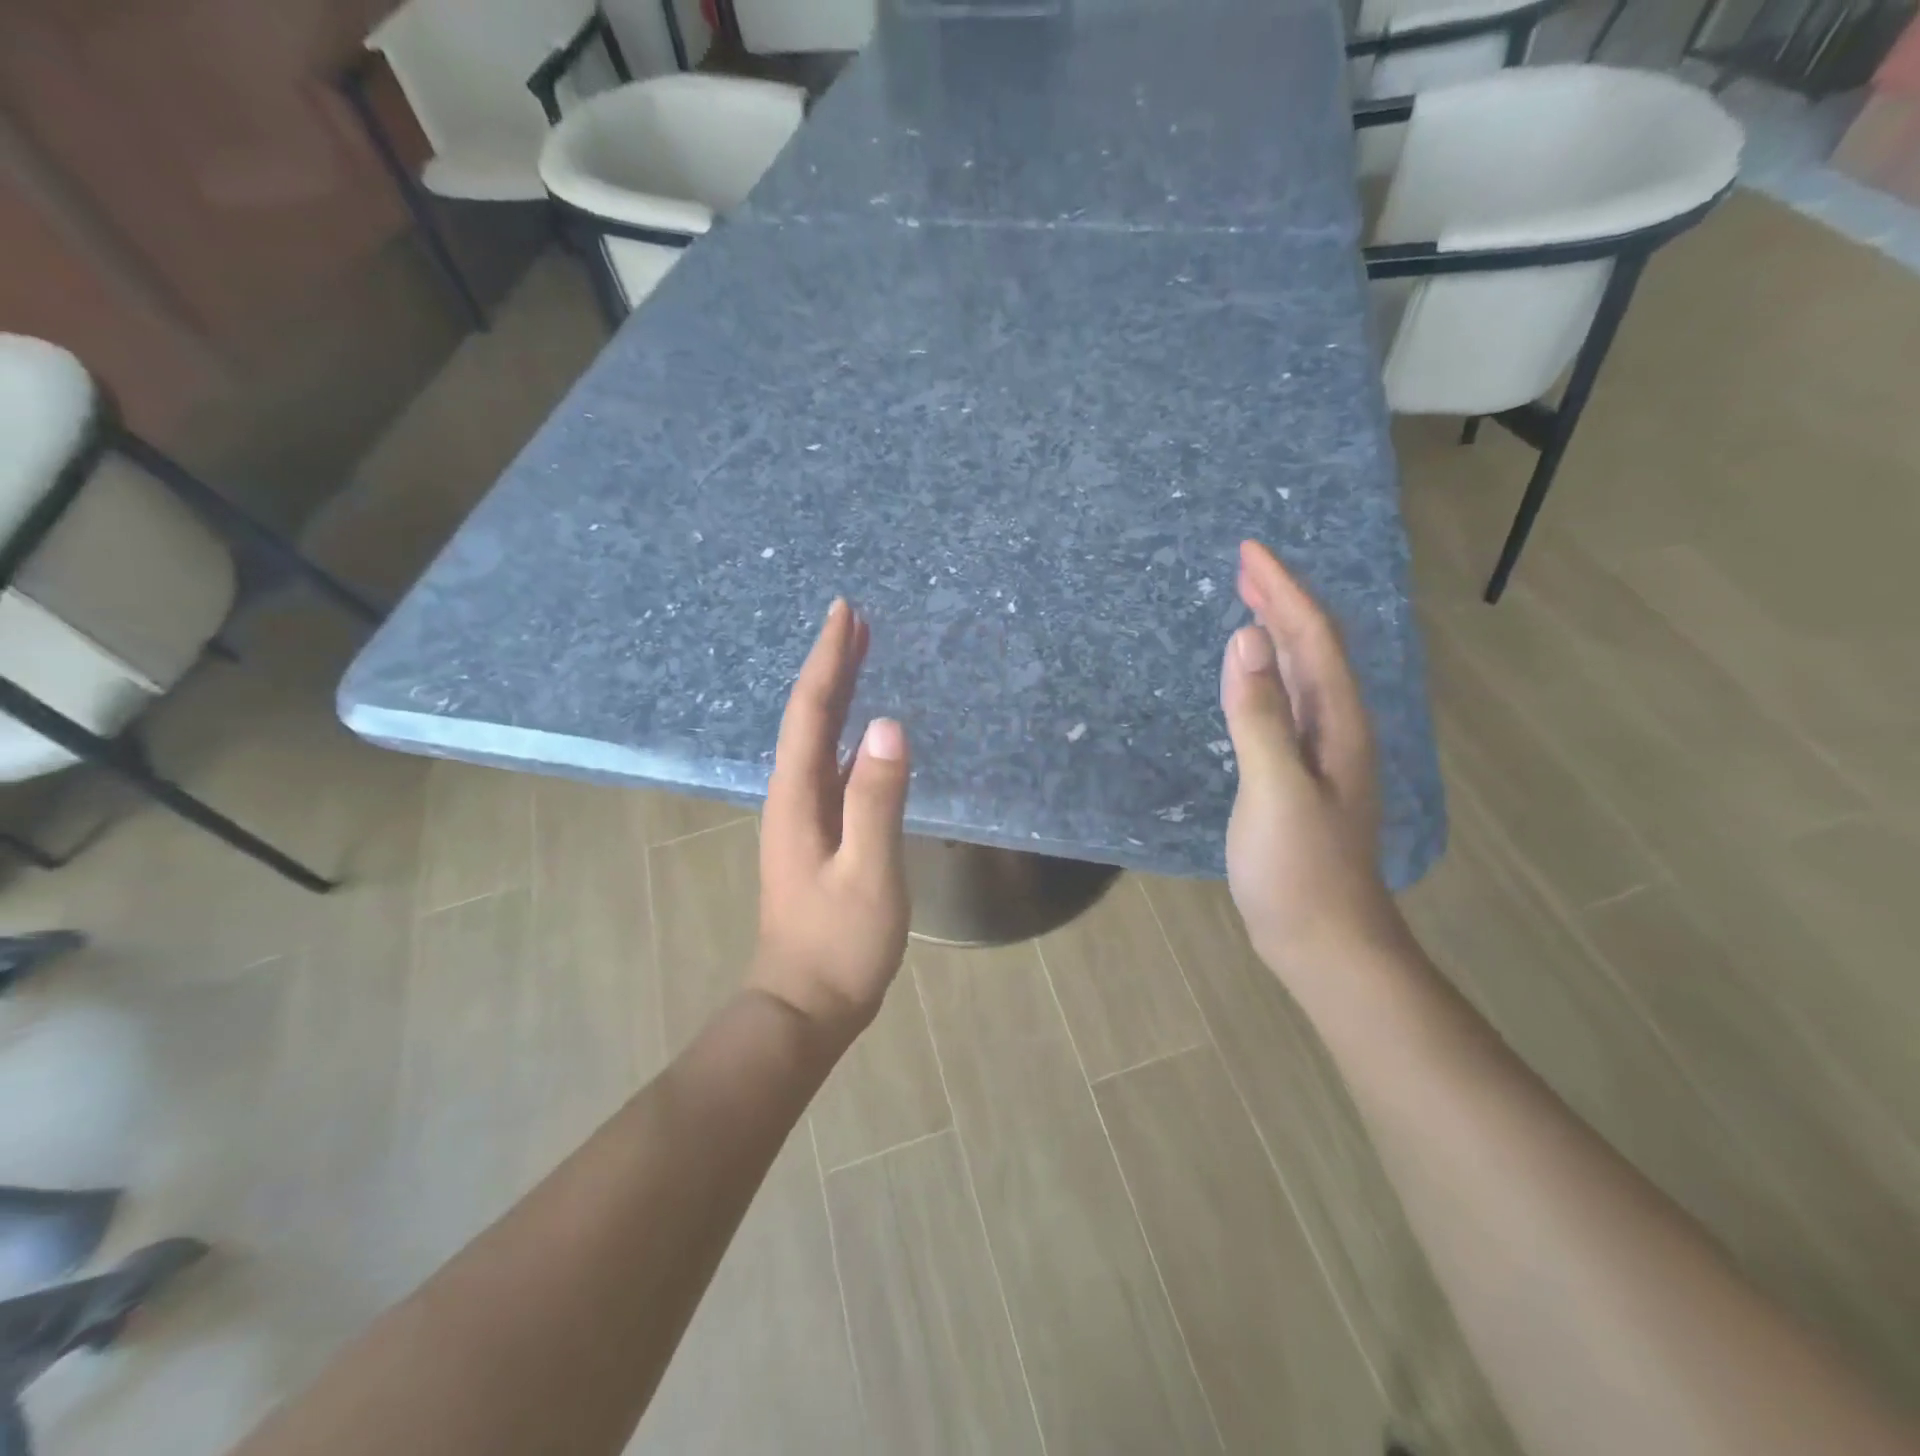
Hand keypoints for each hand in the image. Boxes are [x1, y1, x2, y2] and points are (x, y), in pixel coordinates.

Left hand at [751, 599, 911, 1042]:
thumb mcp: (869, 871)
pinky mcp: (817, 836)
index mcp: (798, 796)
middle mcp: (792, 796)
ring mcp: (802, 817)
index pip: (812, 712)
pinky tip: (865, 734)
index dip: (830, 660)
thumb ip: (878, 799)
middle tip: (853, 620)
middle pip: (809, 717)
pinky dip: (846, 734)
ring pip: (818, 740)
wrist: (806, 1004)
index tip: (845, 612)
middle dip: (831, 665)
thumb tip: (890, 726)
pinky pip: (831, 767)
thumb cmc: (839, 942)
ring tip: (860, 657)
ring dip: (837, 694)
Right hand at [1220, 541, 1404, 984]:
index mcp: (1338, 722)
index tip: (1249, 551)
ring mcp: (1320, 754)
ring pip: (1302, 675)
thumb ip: (1260, 714)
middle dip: (1282, 600)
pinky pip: (1286, 704)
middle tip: (1245, 564)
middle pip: (1314, 648)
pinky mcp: (1299, 776)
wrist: (1325, 941)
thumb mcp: (1275, 788)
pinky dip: (1267, 675)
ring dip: (1277, 633)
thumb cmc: (1300, 869)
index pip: (1312, 638)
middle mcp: (1337, 728)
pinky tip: (1253, 676)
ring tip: (1249, 603)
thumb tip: (1246, 639)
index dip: (1283, 591)